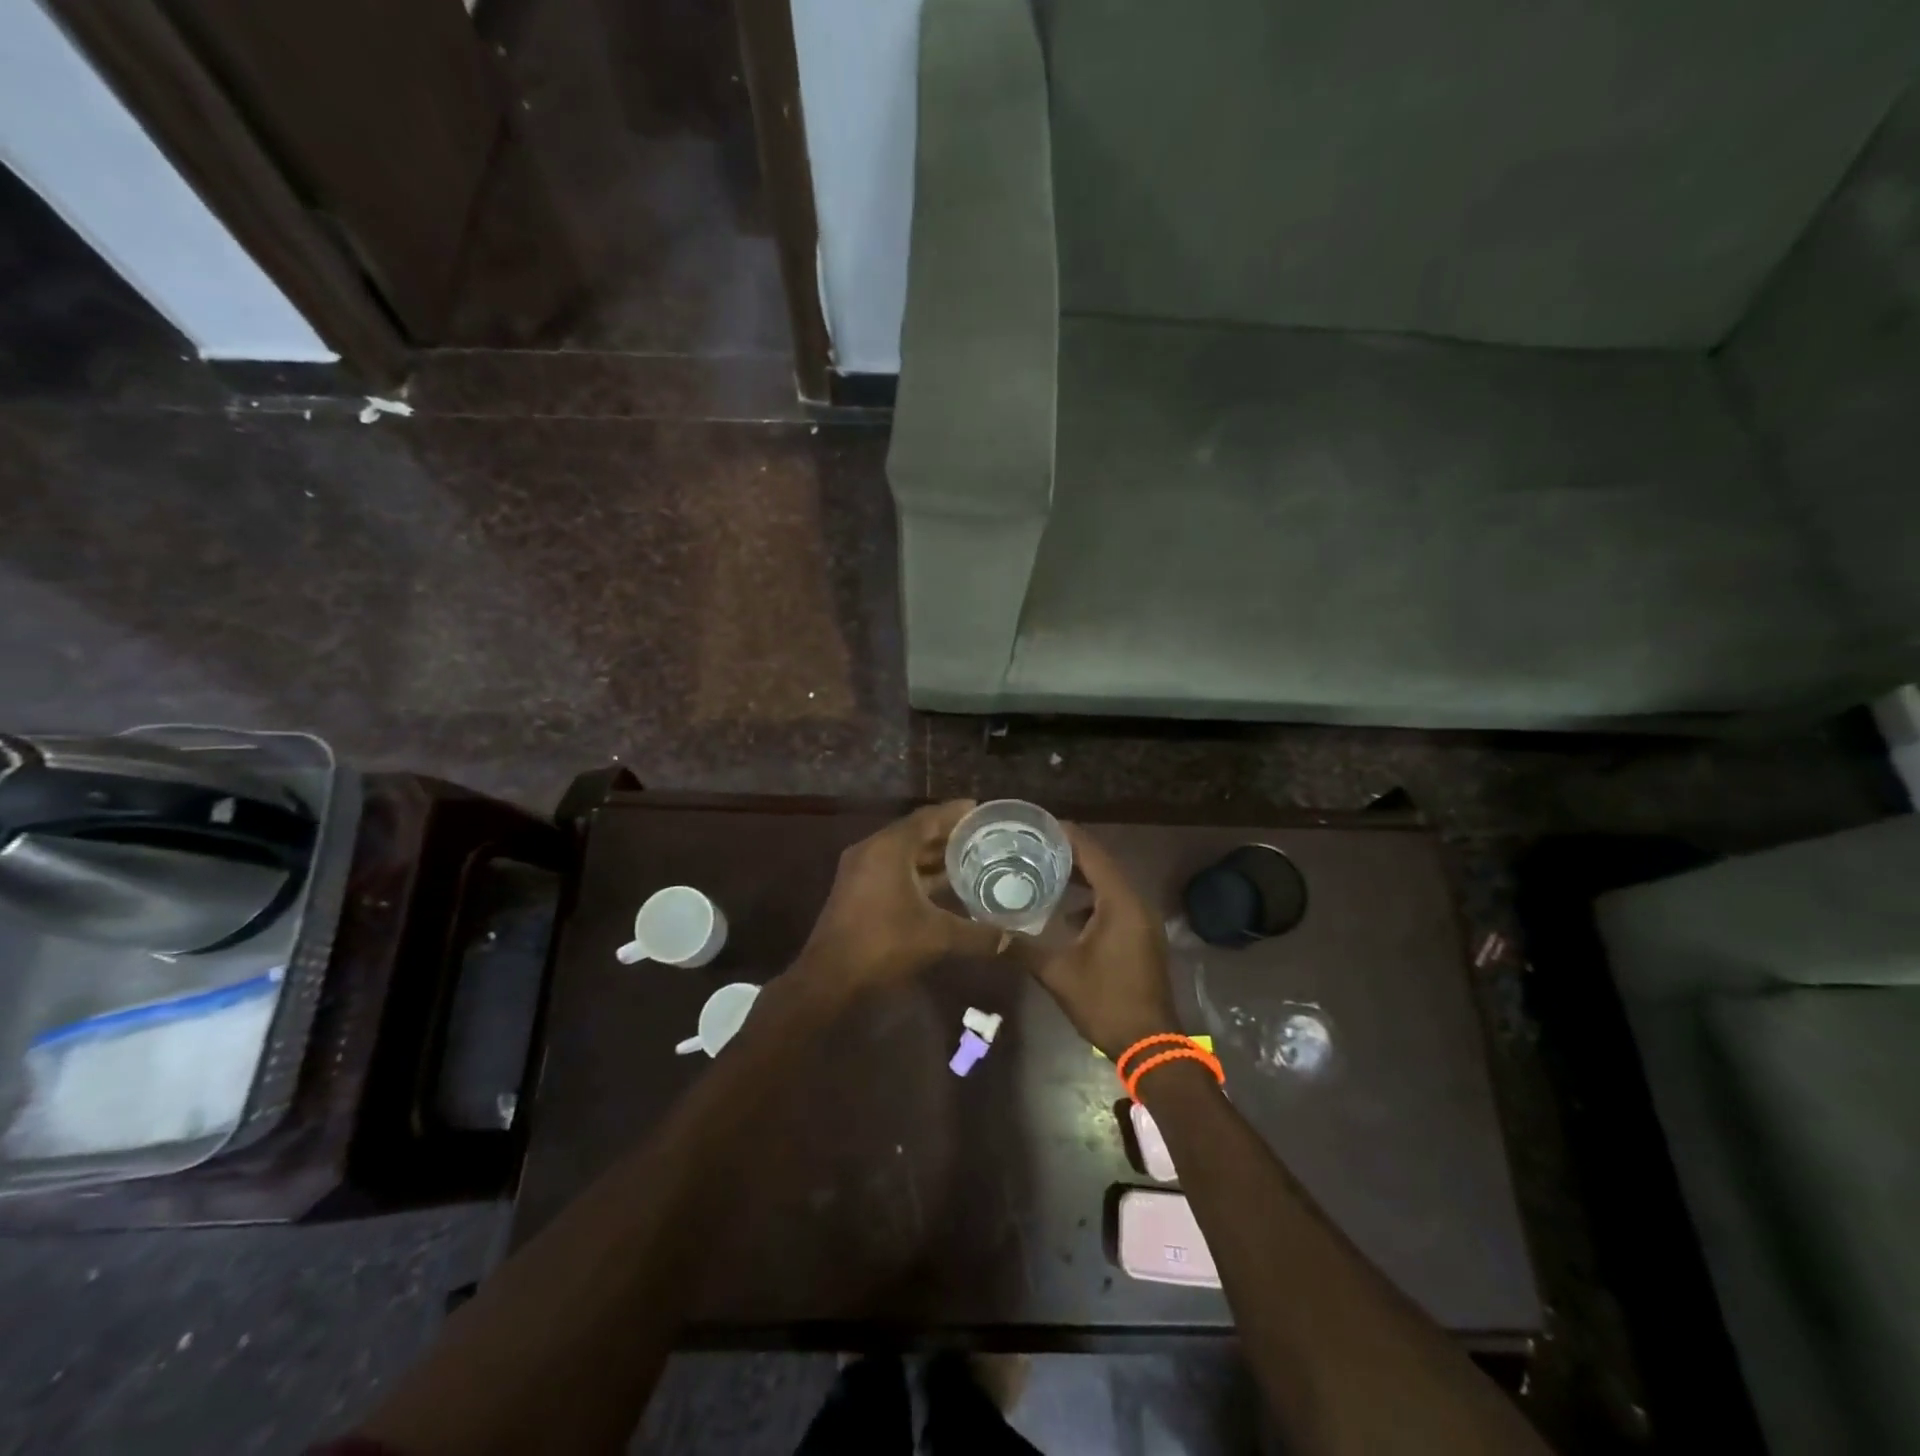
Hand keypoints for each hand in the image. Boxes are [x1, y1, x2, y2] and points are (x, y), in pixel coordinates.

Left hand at [802, 801, 1006, 983]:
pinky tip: (940, 886)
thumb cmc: (884, 943)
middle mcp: (872, 850)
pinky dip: (916, 872)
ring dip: (931, 856)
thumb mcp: (937, 936)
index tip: (981, 811)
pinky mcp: (855, 890)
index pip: (928, 818)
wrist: (830, 977)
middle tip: (981, 836)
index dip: (955, 813)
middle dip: (947, 835)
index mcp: (890, 847)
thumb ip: (977, 934)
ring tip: (967, 858)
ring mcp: (860, 870)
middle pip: (915, 833)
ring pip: (902, 853)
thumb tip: (1012, 939)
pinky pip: (892, 869)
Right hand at [1019, 824, 1179, 1057]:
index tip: (1039, 824)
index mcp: (1120, 903)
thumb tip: (990, 932)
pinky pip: (1115, 904)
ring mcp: (1143, 922)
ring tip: (1046, 871)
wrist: (1150, 1044)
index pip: (1093, 854)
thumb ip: (1023, 948)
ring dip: (1082, 877)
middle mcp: (1136, 903)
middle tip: (1035, 845)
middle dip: (1071, 854)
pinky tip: (1066, 912)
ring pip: (1110, 886)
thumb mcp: (1058, 973)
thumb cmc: (1106, 1001)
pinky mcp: (1142, 937)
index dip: (1067, 836)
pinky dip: (1092, 899)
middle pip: (1103, 865)